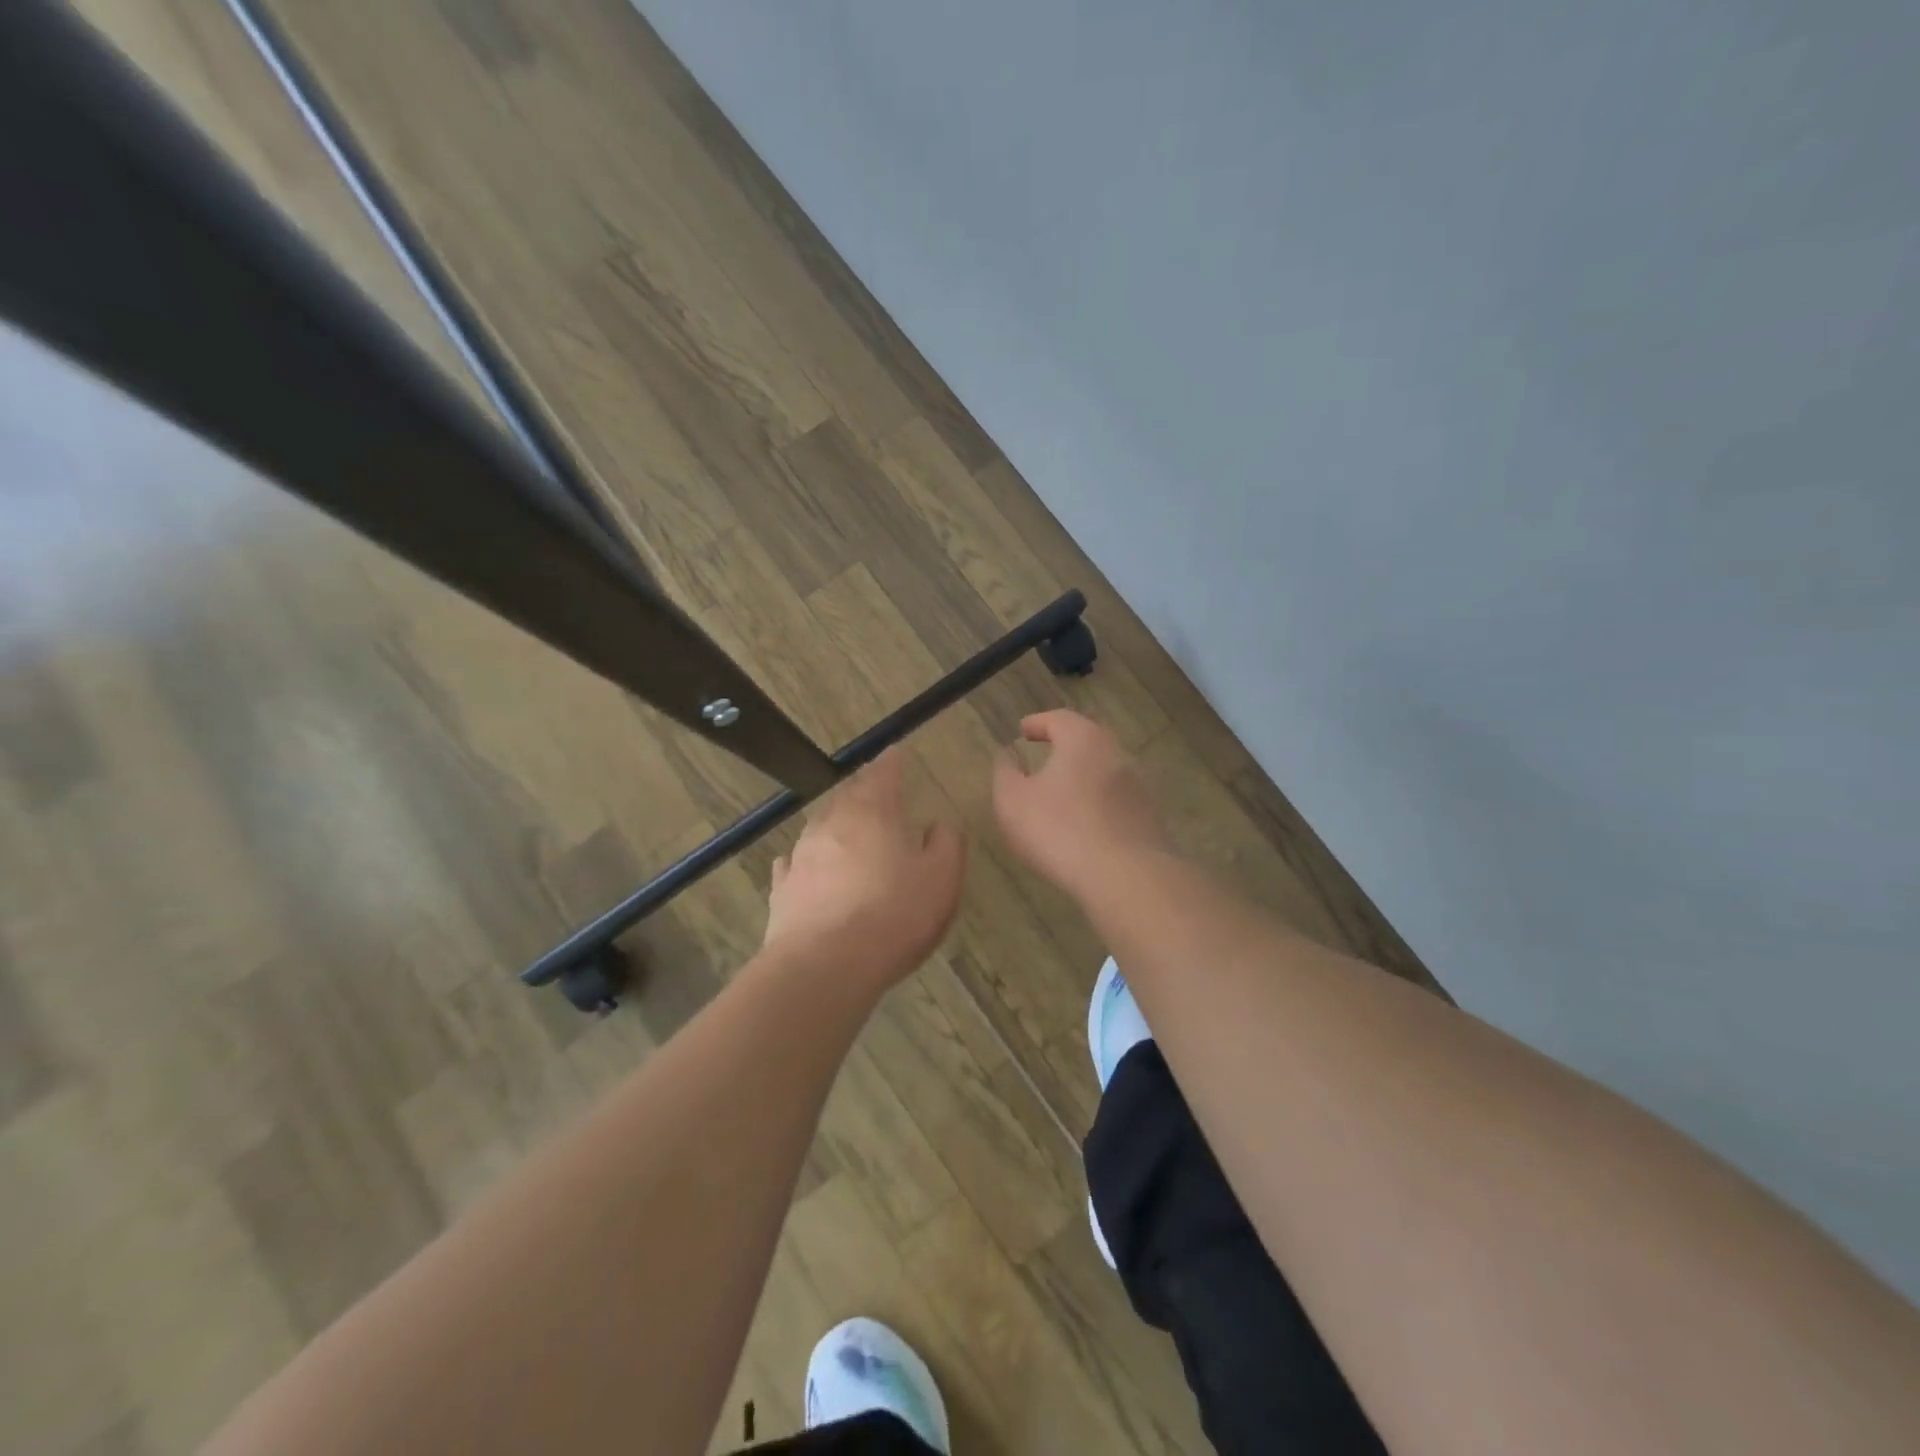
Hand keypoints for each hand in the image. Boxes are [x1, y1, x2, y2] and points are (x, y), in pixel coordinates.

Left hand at [763, 750, 965, 987]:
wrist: (827, 965)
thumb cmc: (895, 914)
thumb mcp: (942, 878)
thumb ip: (946, 843)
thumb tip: (938, 825)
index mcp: (873, 812)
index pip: (883, 773)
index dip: (892, 762)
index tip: (896, 753)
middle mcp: (832, 823)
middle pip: (848, 796)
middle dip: (864, 793)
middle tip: (877, 796)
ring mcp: (802, 855)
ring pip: (820, 827)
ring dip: (836, 826)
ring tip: (848, 832)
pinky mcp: (783, 889)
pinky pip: (795, 864)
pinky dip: (806, 861)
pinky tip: (806, 868)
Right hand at [993, 710, 1171, 897]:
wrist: (1124, 876)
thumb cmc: (1059, 829)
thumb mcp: (1013, 801)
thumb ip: (1006, 773)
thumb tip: (1008, 756)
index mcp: (1083, 739)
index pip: (1059, 719)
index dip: (1038, 723)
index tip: (1023, 731)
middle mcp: (1116, 754)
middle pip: (1089, 740)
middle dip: (1067, 745)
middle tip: (1047, 754)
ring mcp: (1138, 787)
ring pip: (1106, 771)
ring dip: (1085, 776)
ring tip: (1064, 792)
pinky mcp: (1149, 818)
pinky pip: (1117, 802)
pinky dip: (1099, 804)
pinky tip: (1086, 824)